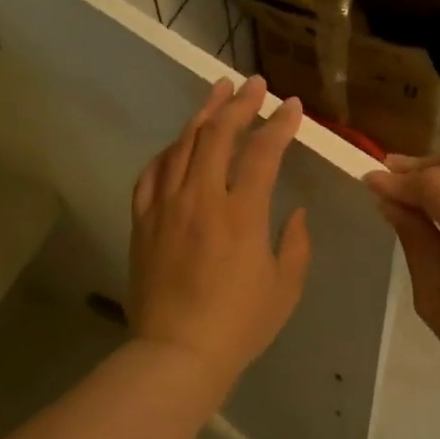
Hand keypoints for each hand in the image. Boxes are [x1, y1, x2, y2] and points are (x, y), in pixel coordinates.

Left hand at [128, 76, 311, 388]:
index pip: (263, 152)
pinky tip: (179, 143)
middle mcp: (202, 198)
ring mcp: (166, 206)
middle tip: (253, 84)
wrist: (176, 354)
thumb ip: (296, 244)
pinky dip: (169, 151)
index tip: (291, 106)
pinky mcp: (143, 220)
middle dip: (239, 103)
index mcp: (242, 214)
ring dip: (202, 114)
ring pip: (182, 145)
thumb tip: (295, 212)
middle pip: (217, 134)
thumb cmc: (239, 325)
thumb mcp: (285, 288)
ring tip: (218, 93)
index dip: (279, 124)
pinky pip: (152, 172)